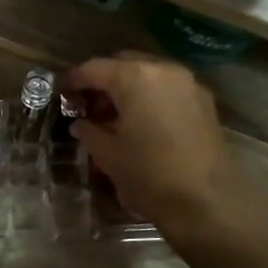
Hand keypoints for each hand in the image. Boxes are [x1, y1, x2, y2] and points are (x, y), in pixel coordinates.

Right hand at [61, 55, 247, 236]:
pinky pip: (168, 89)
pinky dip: (150, 97)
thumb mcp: (108, 155)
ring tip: (114, 117)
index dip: (74, 80)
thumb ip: (89, 132)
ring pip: (149, 74)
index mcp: (135, 78)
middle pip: (124, 64)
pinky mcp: (204, 102)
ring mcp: (188, 85)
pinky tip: (142, 123)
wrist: (206, 203)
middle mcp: (164, 70)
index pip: (95, 68)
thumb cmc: (149, 176)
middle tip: (88, 105)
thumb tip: (81, 124)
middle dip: (103, 81)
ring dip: (128, 88)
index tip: (61, 93)